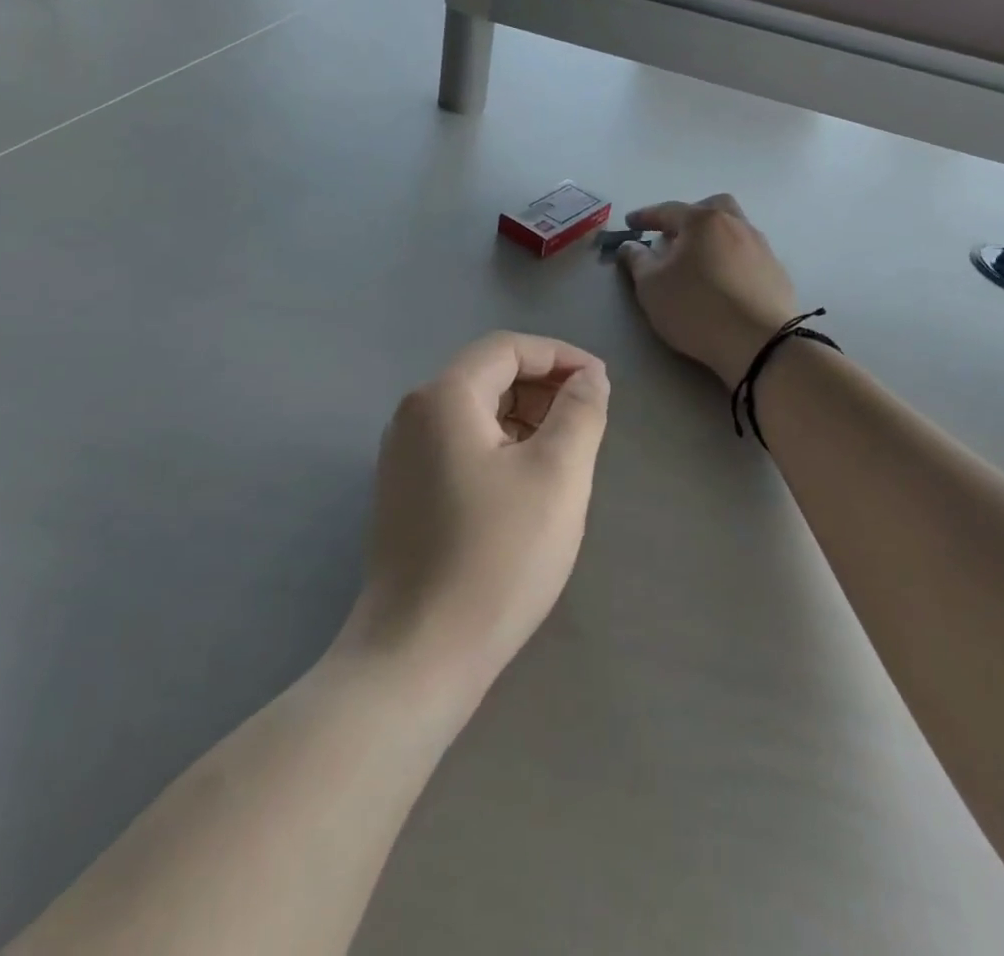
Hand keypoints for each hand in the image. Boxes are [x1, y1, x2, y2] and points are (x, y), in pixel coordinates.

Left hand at [341, 333, 610, 702]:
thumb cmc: (497, 556)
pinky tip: (526, 483)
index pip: (508, 348)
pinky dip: (499, 446)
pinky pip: (459, 445)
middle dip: (543, 387)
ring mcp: (401, 455)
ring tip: (565, 453)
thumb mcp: (557, 475)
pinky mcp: (403, 492)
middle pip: (487, 376)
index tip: (601, 384)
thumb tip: (589, 377)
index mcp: (443, 397)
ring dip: (524, 417)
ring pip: (474, 412)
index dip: (560, 356)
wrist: (418, 655)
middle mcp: (413, 415)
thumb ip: (580, 412)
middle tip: (588, 420)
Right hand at [617, 195, 798, 387]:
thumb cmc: (697, 308)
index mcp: (703, 221)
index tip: (630, 222)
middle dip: (689, 217)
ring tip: (698, 261)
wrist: (760, 343)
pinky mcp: (777, 272)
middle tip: (673, 236)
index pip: (668, 210)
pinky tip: (724, 281)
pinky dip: (731, 260)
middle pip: (711, 208)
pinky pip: (748, 254)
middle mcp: (736, 225)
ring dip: (713, 238)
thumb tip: (630, 245)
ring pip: (734, 229)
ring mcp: (761, 247)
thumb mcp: (652, 286)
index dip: (645, 216)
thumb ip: (637, 261)